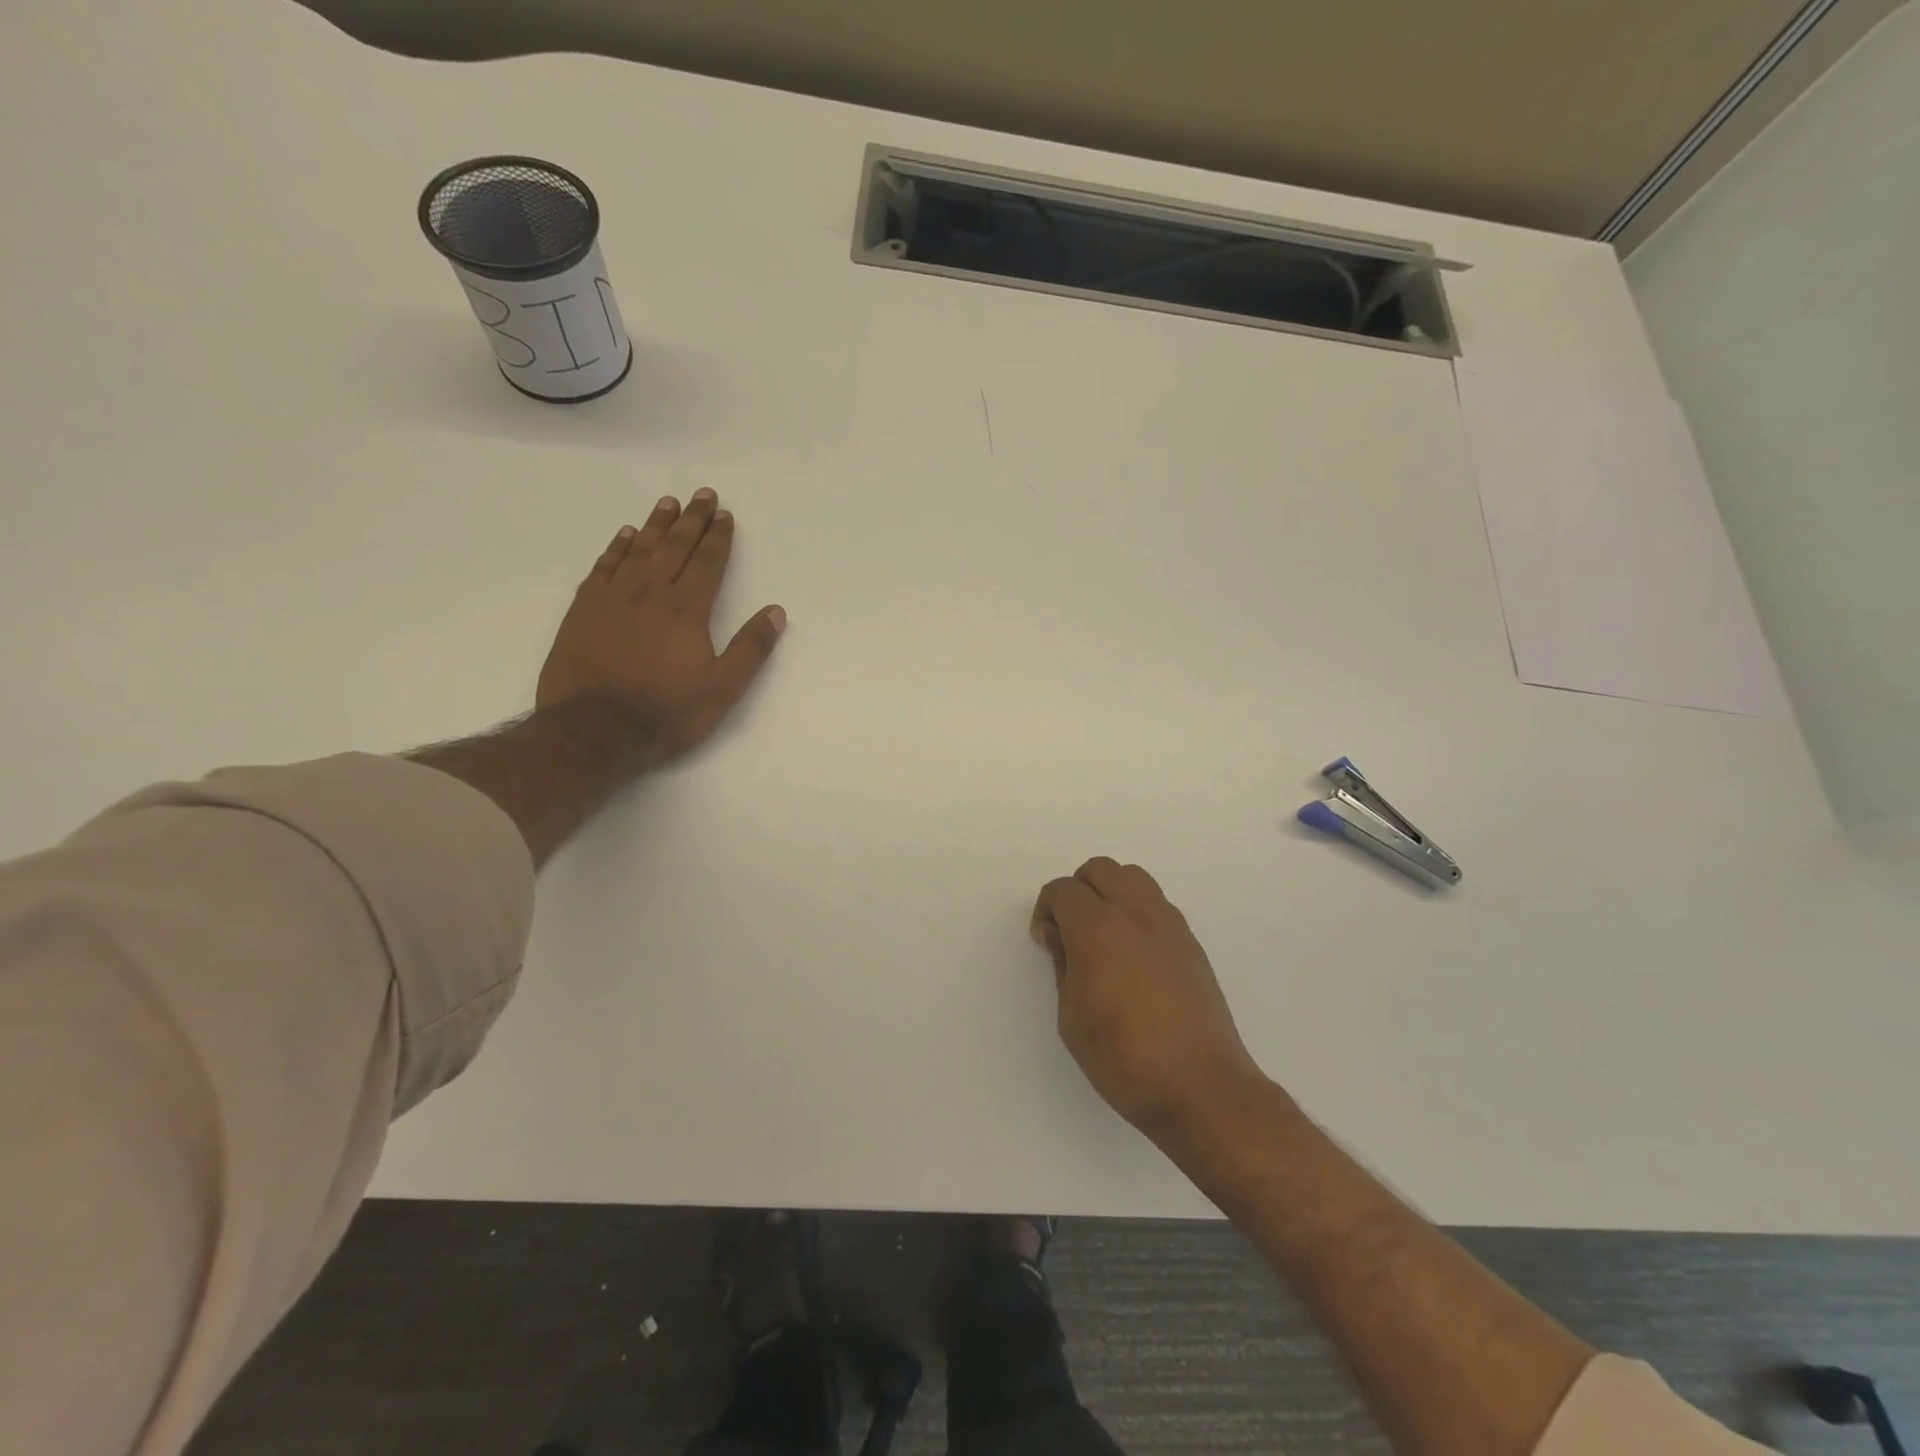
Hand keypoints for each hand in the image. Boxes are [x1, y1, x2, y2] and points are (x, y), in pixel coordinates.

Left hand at [536, 489, 785, 762]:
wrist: (595, 730)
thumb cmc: (666, 713)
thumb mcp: (723, 689)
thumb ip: (751, 648)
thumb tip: (776, 611)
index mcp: (687, 610)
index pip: (707, 563)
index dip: (719, 538)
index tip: (725, 515)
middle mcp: (650, 593)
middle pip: (674, 547)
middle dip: (691, 520)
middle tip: (702, 495)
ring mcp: (613, 598)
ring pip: (638, 550)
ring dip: (655, 525)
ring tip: (668, 503)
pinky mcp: (584, 610)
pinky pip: (603, 567)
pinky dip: (616, 548)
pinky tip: (624, 536)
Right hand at [1031, 857, 1264, 1140]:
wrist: (1200, 1087)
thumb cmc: (1123, 1059)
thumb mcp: (1071, 1018)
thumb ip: (1062, 964)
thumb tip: (1060, 935)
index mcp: (1097, 929)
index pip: (1063, 890)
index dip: (1046, 910)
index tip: (1047, 941)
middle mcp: (1134, 913)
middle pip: (1099, 869)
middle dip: (1077, 891)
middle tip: (1071, 930)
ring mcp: (1168, 923)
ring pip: (1132, 877)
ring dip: (1110, 892)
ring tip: (1104, 935)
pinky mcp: (1190, 941)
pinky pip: (1156, 903)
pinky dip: (1137, 910)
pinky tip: (1134, 953)